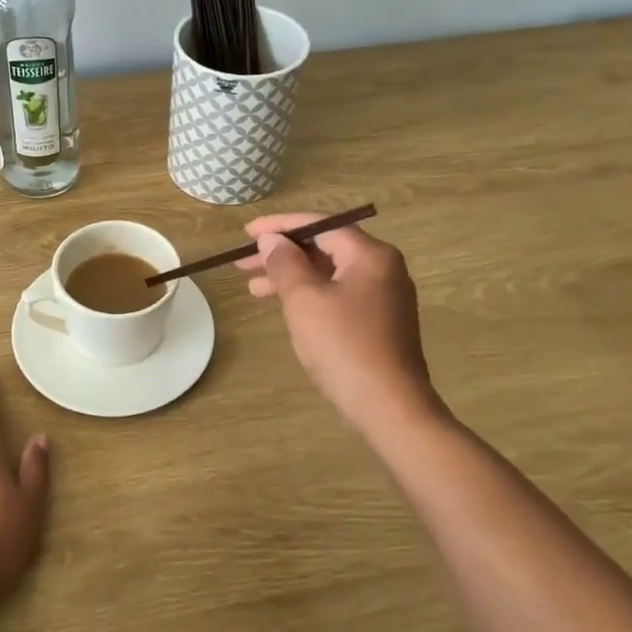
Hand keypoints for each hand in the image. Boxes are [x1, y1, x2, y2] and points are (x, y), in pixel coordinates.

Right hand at [237, 213, 443, 435]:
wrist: (389, 406)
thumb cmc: (343, 346)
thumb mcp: (304, 299)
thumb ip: (285, 263)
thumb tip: (271, 240)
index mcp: (370, 255)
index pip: (321, 225)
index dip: (280, 226)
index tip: (246, 233)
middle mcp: (382, 268)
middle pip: (324, 247)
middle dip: (282, 254)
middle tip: (243, 263)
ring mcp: (383, 296)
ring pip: (329, 273)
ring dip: (291, 277)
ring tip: (254, 289)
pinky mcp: (379, 322)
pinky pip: (338, 294)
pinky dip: (309, 295)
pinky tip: (286, 307)